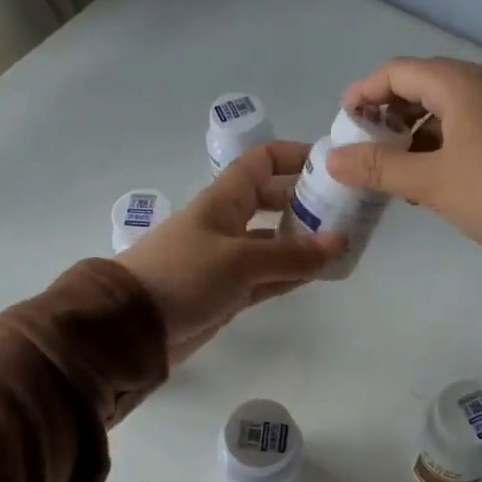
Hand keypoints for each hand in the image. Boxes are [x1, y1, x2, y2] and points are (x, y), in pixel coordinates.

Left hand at [115, 140, 345, 364]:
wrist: (133, 325)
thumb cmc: (184, 275)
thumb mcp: (241, 260)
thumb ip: (291, 254)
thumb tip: (339, 241)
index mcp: (224, 200)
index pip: (261, 162)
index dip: (293, 156)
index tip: (331, 164)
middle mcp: (228, 223)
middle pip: (272, 201)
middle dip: (306, 201)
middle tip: (347, 210)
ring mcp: (228, 259)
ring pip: (274, 242)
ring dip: (304, 241)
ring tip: (344, 242)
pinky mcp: (229, 292)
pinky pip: (269, 276)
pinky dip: (292, 273)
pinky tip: (320, 273)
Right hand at [326, 57, 481, 259]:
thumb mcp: (430, 182)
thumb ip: (378, 167)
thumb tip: (333, 158)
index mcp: (463, 85)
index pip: (399, 72)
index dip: (365, 92)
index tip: (345, 120)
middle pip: (427, 85)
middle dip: (392, 113)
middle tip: (371, 146)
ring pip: (454, 107)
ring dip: (420, 130)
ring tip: (402, 168)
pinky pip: (478, 123)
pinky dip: (449, 140)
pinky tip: (442, 175)